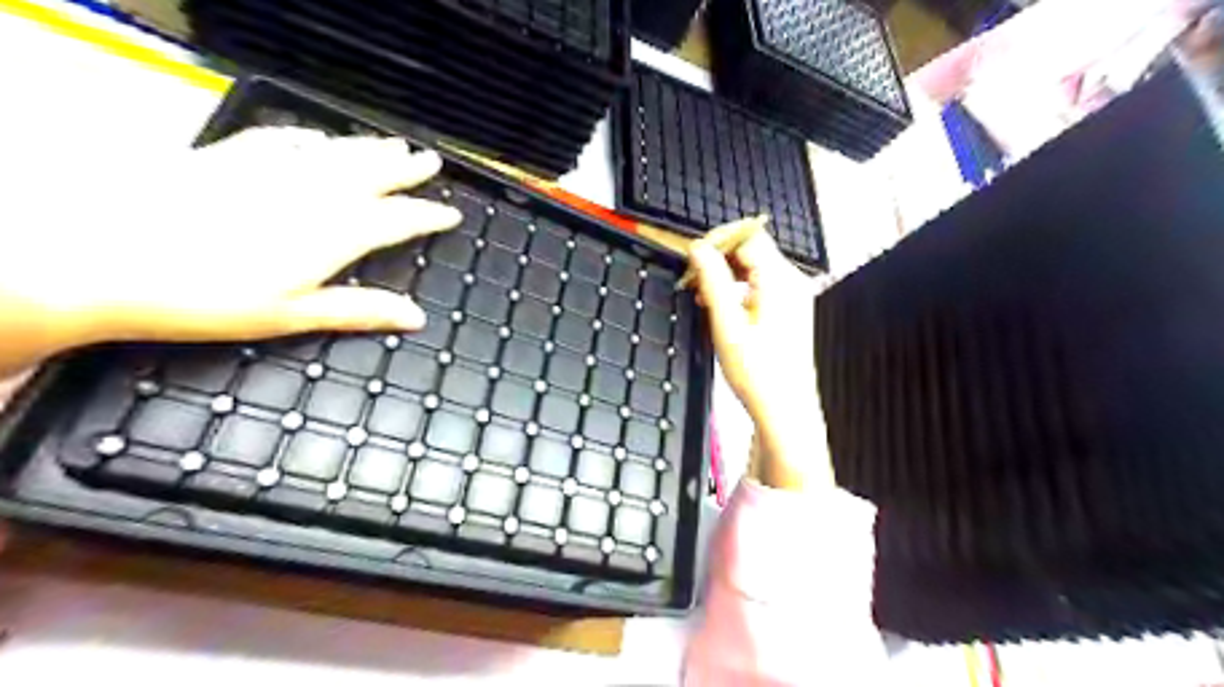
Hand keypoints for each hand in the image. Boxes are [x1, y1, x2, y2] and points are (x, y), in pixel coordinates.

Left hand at [0, 128, 462, 374]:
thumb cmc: (208, 297)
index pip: (398, 219)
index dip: (429, 215)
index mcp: (335, 233)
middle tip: (431, 161)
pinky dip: (311, 138)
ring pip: (336, 152)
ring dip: (370, 148)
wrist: (104, 256)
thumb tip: (417, 317)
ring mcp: (272, 169)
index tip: (451, 213)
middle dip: (407, 169)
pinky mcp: (231, 156)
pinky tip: (320, 137)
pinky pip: (285, 139)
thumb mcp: (293, 315)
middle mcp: (313, 193)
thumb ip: (359, 309)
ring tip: (395, 143)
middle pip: (372, 174)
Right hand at [688, 229, 832, 486]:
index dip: (717, 240)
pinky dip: (735, 287)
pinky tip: (717, 304)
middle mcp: (791, 282)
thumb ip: (712, 281)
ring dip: (724, 272)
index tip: (691, 256)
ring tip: (699, 292)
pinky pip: (758, 283)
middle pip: (751, 248)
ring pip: (753, 266)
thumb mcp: (727, 324)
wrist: (785, 410)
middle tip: (690, 277)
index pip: (748, 236)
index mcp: (780, 280)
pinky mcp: (787, 309)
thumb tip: (698, 248)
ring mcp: (791, 295)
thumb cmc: (758, 373)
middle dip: (718, 256)